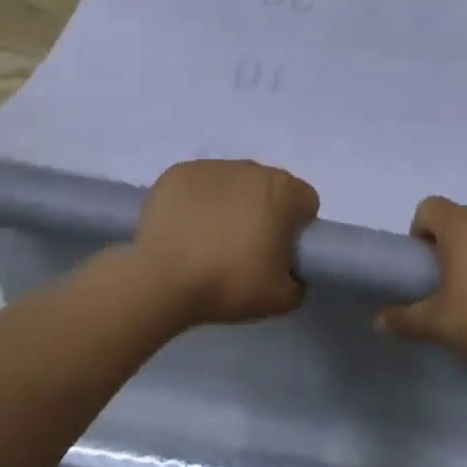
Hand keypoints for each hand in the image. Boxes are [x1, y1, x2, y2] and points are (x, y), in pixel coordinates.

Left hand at [131, 159, 318, 326]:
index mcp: (284, 191)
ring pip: (233, 183)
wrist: (161, 281)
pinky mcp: (178, 172)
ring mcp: (213, 166)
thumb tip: (290, 272)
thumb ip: (299, 281)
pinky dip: (197, 202)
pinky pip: (199, 185)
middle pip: (269, 188)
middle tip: (243, 250)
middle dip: (263, 212)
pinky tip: (184, 229)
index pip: (305, 202)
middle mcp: (252, 168)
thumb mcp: (282, 299)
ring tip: (208, 241)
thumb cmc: (228, 284)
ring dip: (230, 204)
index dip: (296, 229)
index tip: (277, 253)